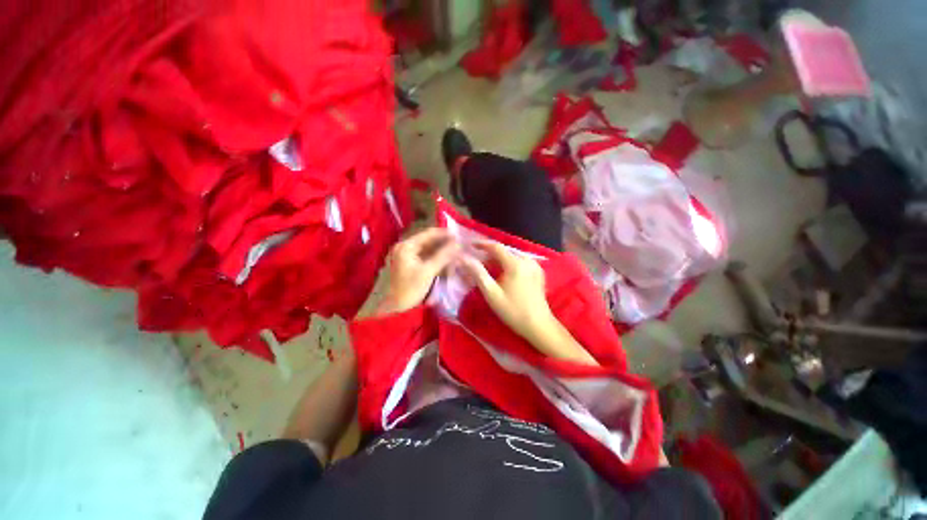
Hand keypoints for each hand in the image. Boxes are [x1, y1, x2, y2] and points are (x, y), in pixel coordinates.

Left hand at [377, 228, 458, 314]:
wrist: (394, 308)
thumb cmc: (410, 289)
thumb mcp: (428, 271)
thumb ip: (443, 255)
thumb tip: (457, 243)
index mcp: (406, 246)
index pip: (428, 234)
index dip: (444, 234)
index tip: (459, 236)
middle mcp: (404, 247)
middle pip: (427, 240)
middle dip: (443, 242)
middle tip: (459, 244)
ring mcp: (405, 255)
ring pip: (427, 249)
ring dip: (440, 250)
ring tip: (455, 251)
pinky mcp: (408, 264)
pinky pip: (424, 256)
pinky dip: (435, 257)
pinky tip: (445, 260)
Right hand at [461, 242, 596, 365]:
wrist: (538, 325)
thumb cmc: (512, 310)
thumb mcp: (492, 293)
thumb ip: (477, 273)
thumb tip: (464, 259)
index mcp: (515, 264)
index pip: (496, 247)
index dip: (482, 244)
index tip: (470, 245)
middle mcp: (527, 260)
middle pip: (504, 251)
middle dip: (489, 254)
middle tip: (476, 261)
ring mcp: (535, 265)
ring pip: (512, 256)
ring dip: (499, 259)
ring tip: (487, 267)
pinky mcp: (538, 272)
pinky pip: (520, 261)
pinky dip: (509, 263)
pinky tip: (502, 273)